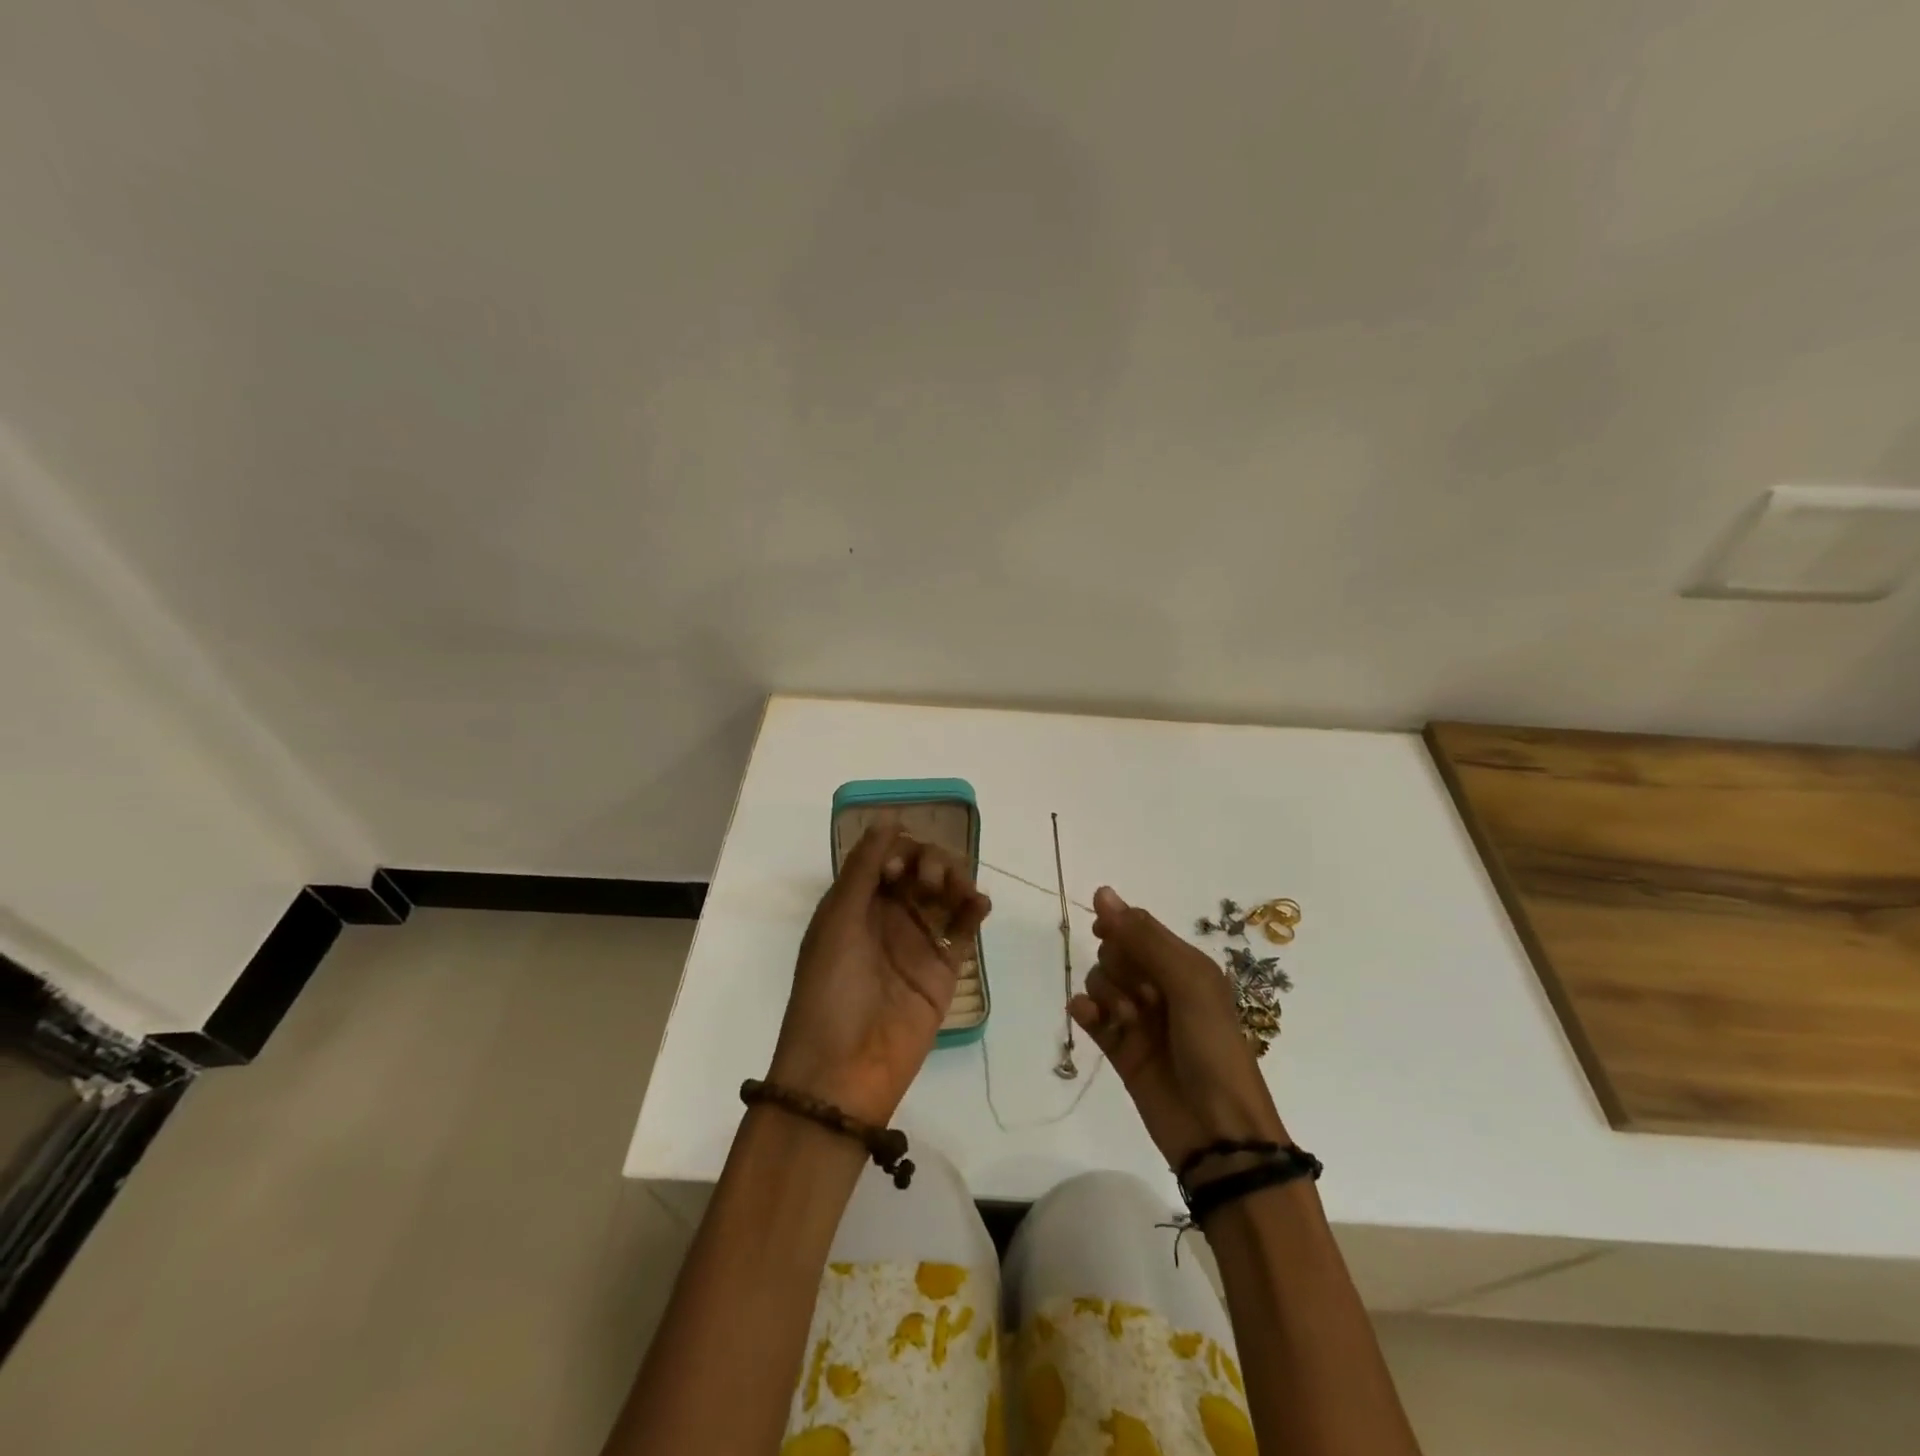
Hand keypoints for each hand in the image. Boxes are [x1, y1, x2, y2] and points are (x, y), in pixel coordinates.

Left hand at [767, 822, 991, 1126]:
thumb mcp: (838, 921)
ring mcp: (917, 942)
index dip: (899, 852)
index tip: (899, 869)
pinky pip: (962, 929)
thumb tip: (888, 820)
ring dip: (955, 880)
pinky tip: (979, 903)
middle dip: (930, 862)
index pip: (887, 857)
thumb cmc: (830, 989)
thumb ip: (864, 869)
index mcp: (856, 903)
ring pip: (945, 894)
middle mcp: (888, 916)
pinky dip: (974, 910)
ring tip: (957, 892)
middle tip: (929, 881)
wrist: (843, 1070)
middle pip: (920, 870)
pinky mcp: (943, 969)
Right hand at [1070, 886, 1287, 1168]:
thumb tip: (1102, 893)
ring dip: (1106, 993)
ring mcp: (1138, 1018)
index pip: (1139, 927)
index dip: (1118, 925)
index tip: (1105, 931)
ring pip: (1101, 981)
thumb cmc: (1213, 1049)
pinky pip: (1091, 1016)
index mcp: (1185, 965)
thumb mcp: (1188, 983)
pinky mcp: (1120, 1049)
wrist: (1219, 1133)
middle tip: (1142, 994)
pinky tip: (1087, 1017)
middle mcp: (1160, 986)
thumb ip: (1144, 938)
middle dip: (1119, 966)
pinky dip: (1085, 1011)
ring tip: (1127, 1021)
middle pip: (1116, 952)